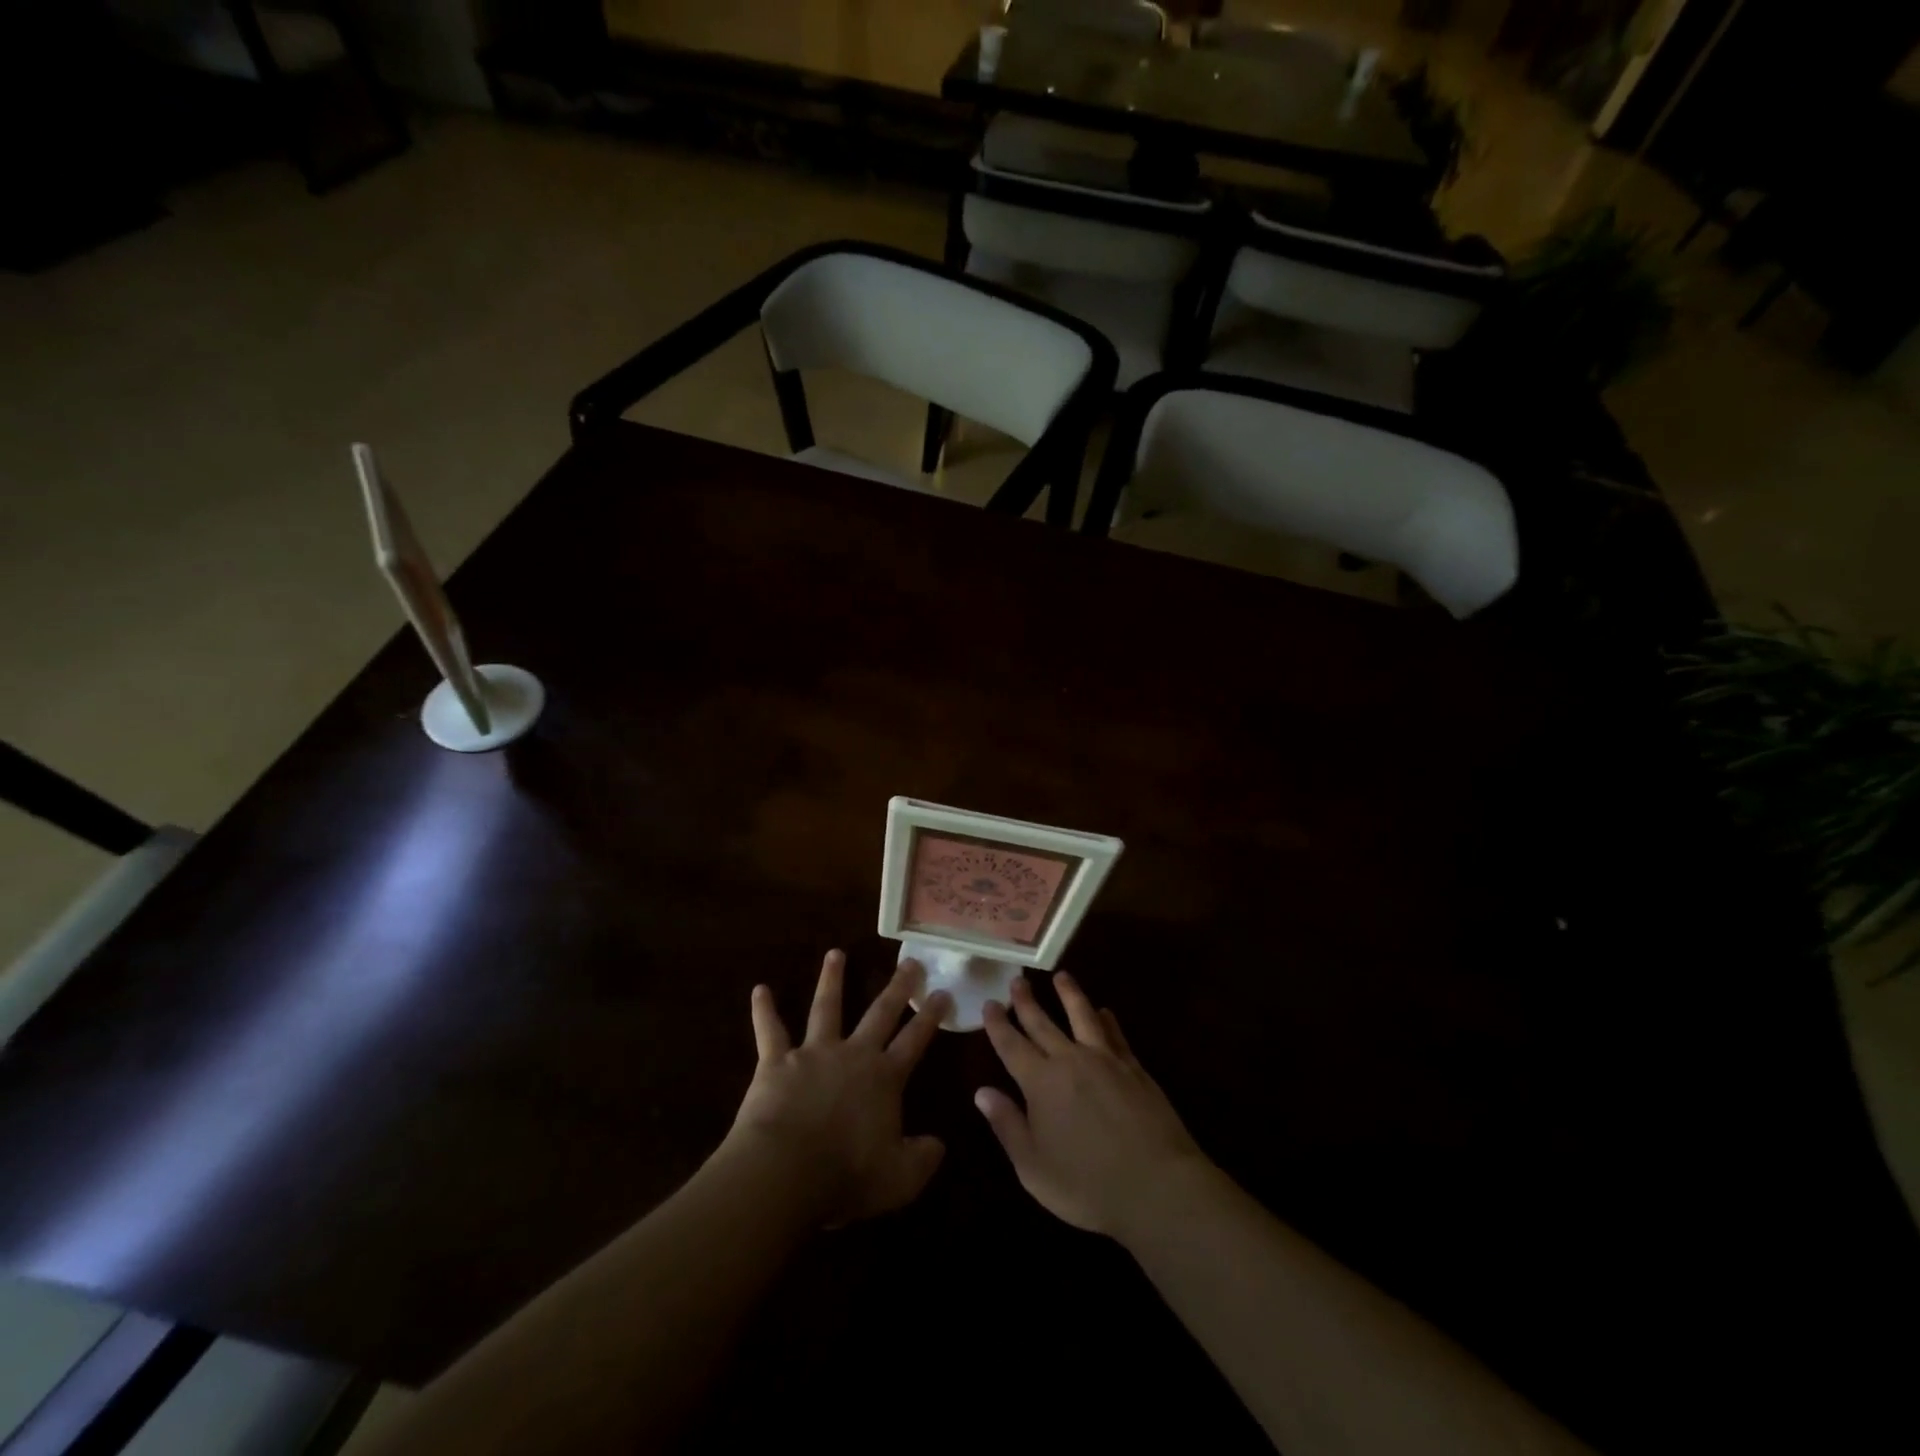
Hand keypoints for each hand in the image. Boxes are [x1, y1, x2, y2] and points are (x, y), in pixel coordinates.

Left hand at [722, 950, 949, 1228]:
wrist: (785, 1171)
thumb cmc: (846, 1175)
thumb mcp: (899, 1179)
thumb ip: (923, 1159)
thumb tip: (939, 1145)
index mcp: (884, 1078)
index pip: (914, 1040)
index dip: (930, 1017)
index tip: (943, 992)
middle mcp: (853, 1054)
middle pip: (879, 1013)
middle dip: (897, 987)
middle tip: (910, 962)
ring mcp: (813, 1053)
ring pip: (826, 1007)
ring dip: (832, 979)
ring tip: (835, 953)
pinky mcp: (777, 1061)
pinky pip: (770, 1030)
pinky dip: (764, 1010)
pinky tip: (759, 989)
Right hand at [976, 972, 1211, 1241]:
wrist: (1156, 1185)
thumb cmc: (1087, 1185)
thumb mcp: (1034, 1167)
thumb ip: (1007, 1125)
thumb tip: (981, 1091)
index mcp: (1040, 1083)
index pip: (1011, 1045)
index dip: (998, 1024)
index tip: (989, 1002)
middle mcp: (1070, 1060)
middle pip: (1043, 1023)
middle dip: (1027, 1001)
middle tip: (1017, 979)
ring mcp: (1105, 1060)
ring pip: (1082, 1015)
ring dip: (1069, 994)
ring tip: (1061, 976)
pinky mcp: (1134, 1067)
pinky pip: (1115, 1034)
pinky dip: (1106, 1019)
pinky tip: (1104, 1011)